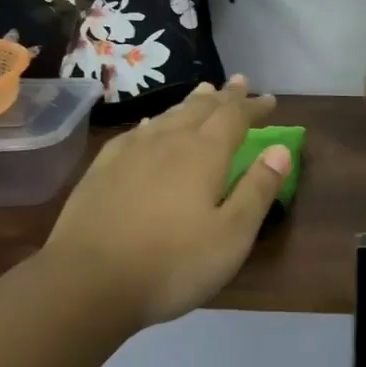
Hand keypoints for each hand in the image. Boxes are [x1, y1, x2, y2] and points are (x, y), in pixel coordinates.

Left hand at [39, 77, 288, 328]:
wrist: (85, 284)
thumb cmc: (171, 264)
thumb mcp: (232, 236)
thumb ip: (258, 190)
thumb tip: (280, 149)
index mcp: (204, 154)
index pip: (235, 117)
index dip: (253, 106)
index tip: (269, 99)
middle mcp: (169, 141)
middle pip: (201, 109)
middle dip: (224, 96)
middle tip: (238, 82)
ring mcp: (131, 152)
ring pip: (169, 115)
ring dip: (191, 103)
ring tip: (203, 92)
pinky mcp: (102, 169)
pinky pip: (137, 132)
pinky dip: (154, 121)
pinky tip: (151, 125)